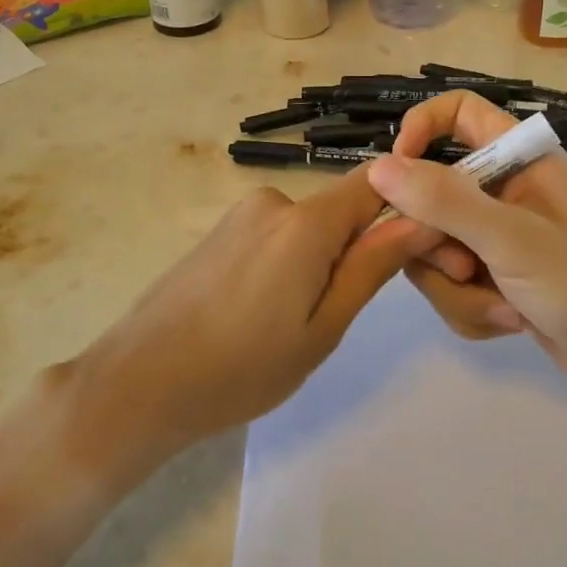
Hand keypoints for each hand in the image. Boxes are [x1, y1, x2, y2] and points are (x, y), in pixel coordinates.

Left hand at [69, 169, 410, 469]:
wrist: (139, 382)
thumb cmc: (241, 369)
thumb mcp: (322, 328)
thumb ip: (372, 267)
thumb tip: (422, 220)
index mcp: (305, 222)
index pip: (377, 184)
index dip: (409, 204)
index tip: (427, 246)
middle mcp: (273, 202)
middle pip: (341, 210)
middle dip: (357, 250)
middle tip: (342, 317)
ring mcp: (241, 215)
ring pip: (308, 228)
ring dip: (319, 263)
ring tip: (293, 324)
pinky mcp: (219, 232)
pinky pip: (275, 236)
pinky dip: (287, 265)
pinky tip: (262, 313)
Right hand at [362, 92, 566, 398]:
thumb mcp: (513, 239)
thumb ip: (444, 201)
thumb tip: (378, 168)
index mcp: (517, 159)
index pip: (456, 113)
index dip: (419, 129)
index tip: (395, 172)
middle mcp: (501, 192)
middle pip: (428, 193)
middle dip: (436, 241)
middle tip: (464, 266)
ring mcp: (496, 238)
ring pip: (433, 247)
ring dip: (457, 287)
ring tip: (503, 305)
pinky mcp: (495, 279)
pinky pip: (450, 286)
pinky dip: (472, 309)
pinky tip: (510, 322)